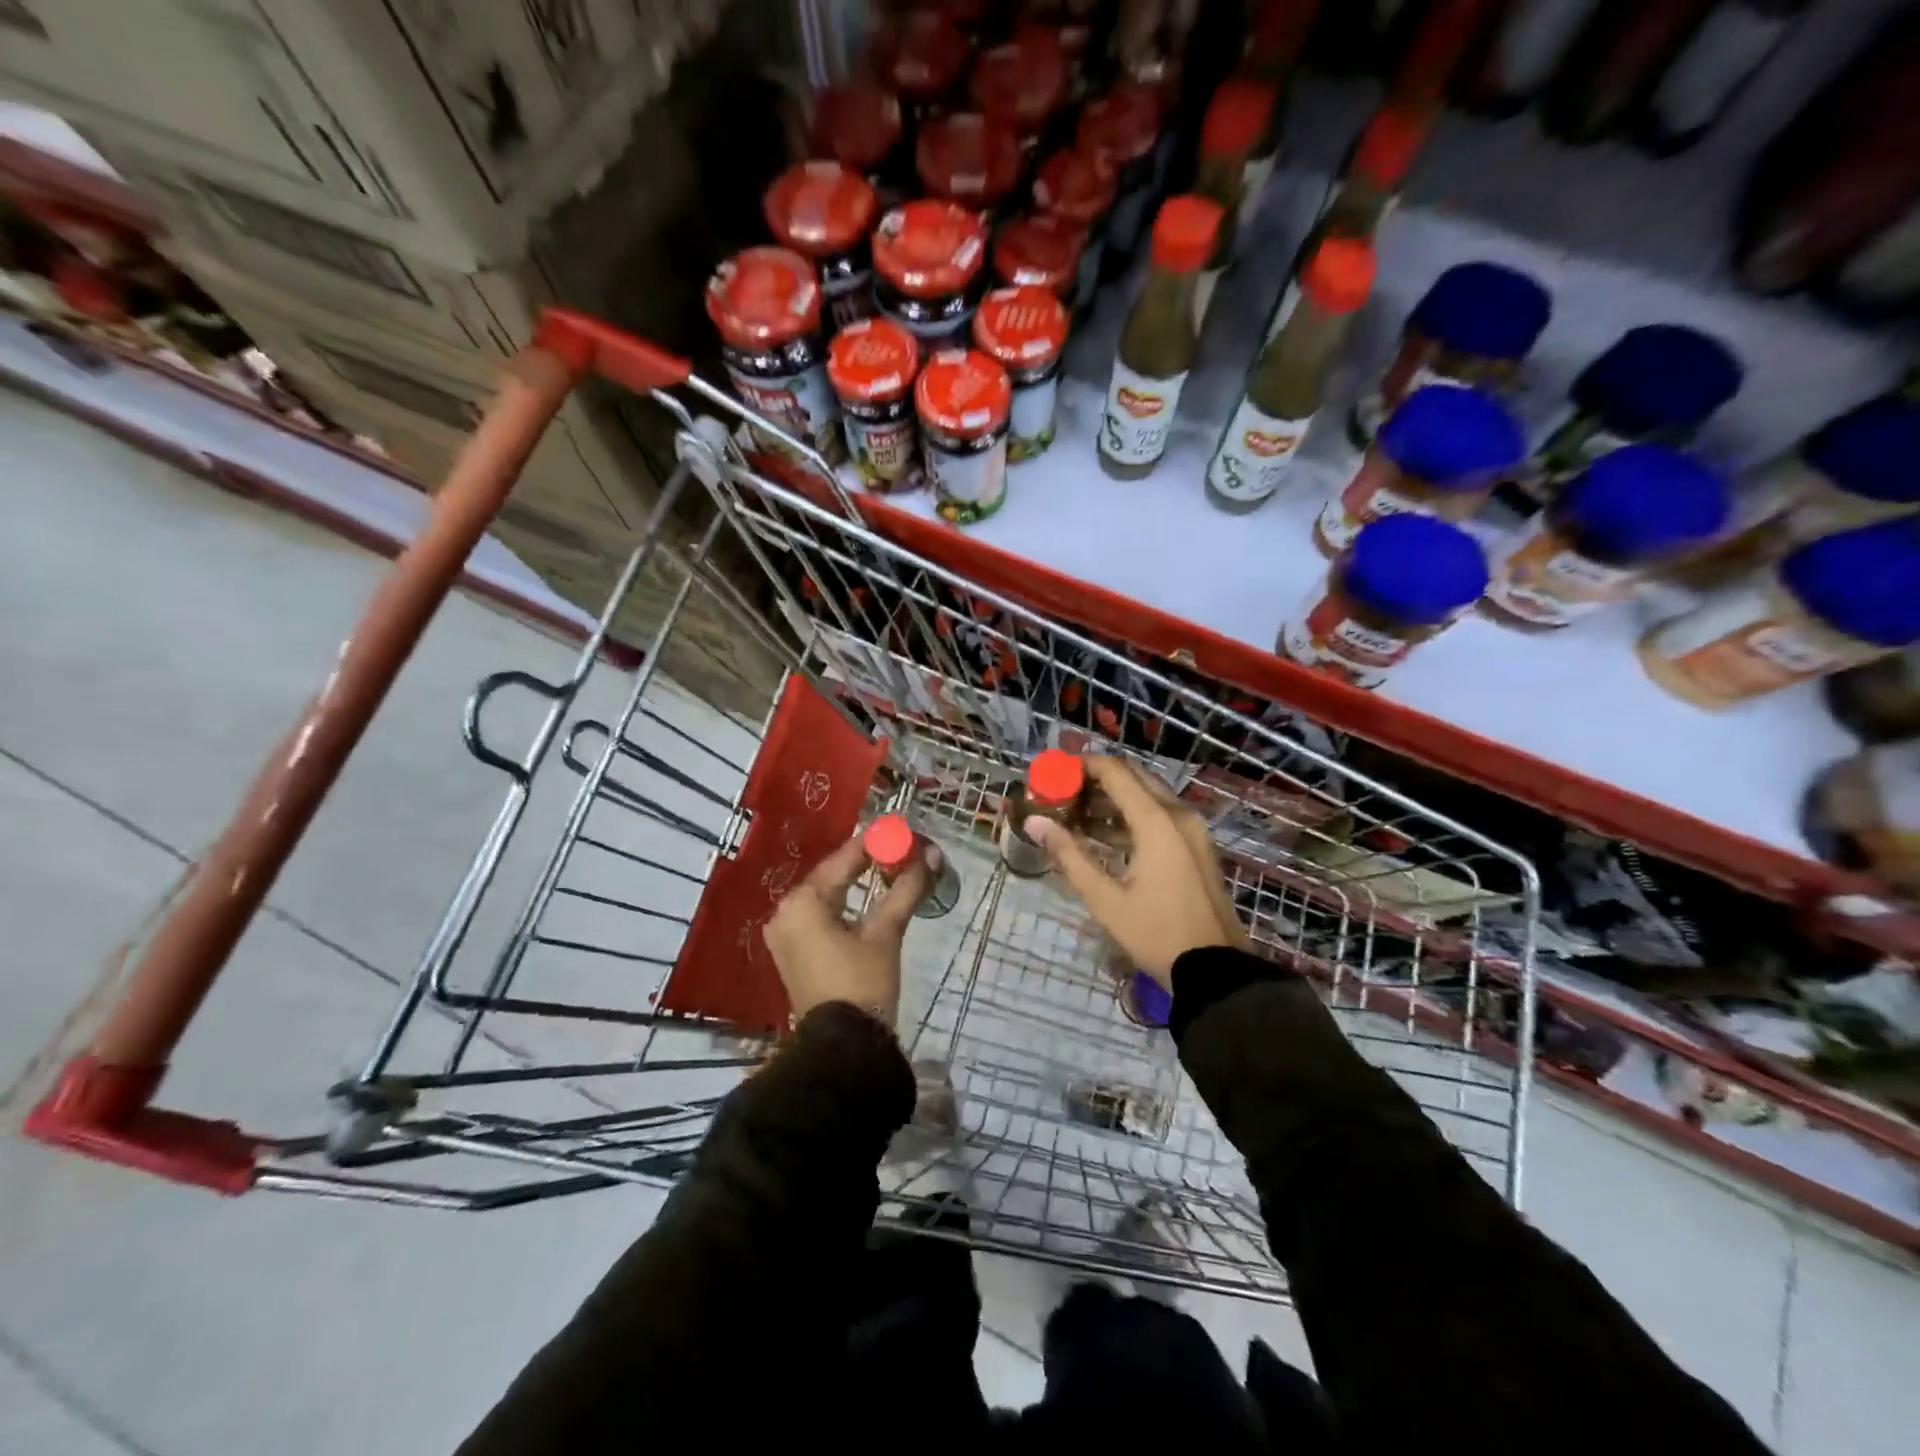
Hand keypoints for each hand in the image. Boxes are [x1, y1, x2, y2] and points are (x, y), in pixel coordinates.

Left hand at [764, 828, 934, 1025]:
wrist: (843, 1047)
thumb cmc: (863, 984)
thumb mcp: (886, 933)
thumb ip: (906, 889)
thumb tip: (932, 855)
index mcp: (802, 902)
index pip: (842, 860)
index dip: (873, 844)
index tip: (899, 830)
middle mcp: (785, 912)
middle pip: (832, 876)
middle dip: (865, 863)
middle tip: (898, 849)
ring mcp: (785, 934)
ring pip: (826, 896)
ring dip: (855, 883)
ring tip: (888, 869)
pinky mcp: (792, 953)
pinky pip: (819, 915)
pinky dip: (843, 905)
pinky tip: (867, 898)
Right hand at [1024, 755, 1246, 986]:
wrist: (1216, 971)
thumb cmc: (1157, 933)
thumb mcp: (1105, 899)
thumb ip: (1069, 855)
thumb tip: (1036, 822)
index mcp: (1157, 822)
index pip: (1115, 772)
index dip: (1082, 766)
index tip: (1053, 773)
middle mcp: (1179, 814)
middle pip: (1133, 777)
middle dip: (1096, 779)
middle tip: (1062, 793)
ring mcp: (1192, 829)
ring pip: (1147, 796)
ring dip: (1112, 799)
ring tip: (1074, 815)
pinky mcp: (1196, 845)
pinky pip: (1160, 815)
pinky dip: (1131, 816)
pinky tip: (1102, 835)